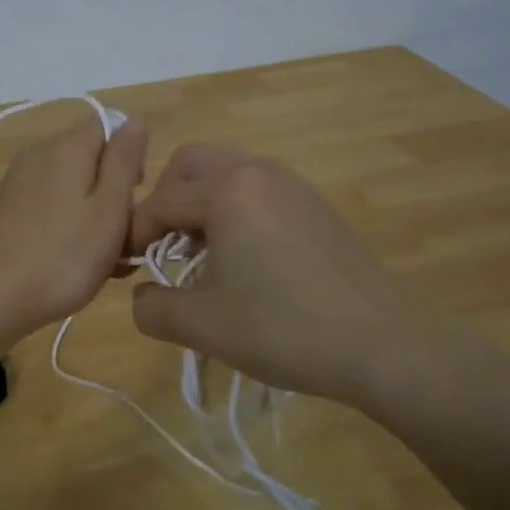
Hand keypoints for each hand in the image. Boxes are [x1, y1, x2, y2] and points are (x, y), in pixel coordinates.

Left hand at [0, 116, 147, 345]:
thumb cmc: (63, 256)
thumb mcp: (109, 209)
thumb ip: (124, 162)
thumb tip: (134, 121)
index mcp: (67, 147)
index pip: (109, 128)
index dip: (129, 160)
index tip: (134, 200)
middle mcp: (39, 154)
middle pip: (90, 160)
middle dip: (112, 194)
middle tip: (122, 240)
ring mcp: (17, 182)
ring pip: (70, 187)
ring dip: (91, 216)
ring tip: (100, 261)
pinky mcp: (5, 209)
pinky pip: (48, 206)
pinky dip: (65, 226)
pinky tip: (68, 262)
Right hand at [128, 146, 464, 413]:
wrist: (381, 346)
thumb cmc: (282, 330)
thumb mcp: (201, 326)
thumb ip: (151, 307)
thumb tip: (141, 295)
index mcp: (227, 190)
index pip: (160, 202)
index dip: (135, 234)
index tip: (128, 267)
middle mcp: (258, 171)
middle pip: (190, 163)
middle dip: (166, 199)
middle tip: (164, 245)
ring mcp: (292, 183)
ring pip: (227, 171)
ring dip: (202, 202)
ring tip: (203, 253)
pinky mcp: (315, 203)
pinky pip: (258, 188)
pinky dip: (236, 208)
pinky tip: (248, 258)